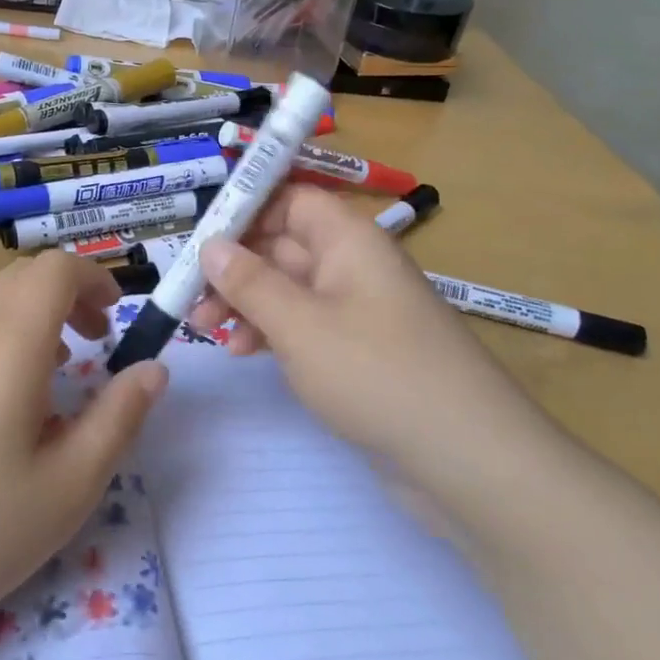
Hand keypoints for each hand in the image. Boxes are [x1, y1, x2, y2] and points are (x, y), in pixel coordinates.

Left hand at [0, 253, 166, 655]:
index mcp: (7, 344)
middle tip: (92, 343)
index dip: (93, 278)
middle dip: (67, 294)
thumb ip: (120, 416)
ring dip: (30, 312)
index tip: (114, 316)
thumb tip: (154, 368)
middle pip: (22, 276)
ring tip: (49, 369)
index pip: (55, 269)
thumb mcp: (70, 485)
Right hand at [188, 185, 560, 505]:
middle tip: (190, 298)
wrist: (469, 460)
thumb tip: (212, 246)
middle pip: (282, 244)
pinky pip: (303, 325)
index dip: (245, 210)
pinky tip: (242, 353)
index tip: (200, 239)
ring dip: (245, 302)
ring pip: (287, 288)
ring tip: (206, 331)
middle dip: (233, 267)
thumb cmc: (377, 373)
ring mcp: (357, 310)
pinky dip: (270, 332)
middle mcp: (352, 264)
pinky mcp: (358, 351)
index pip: (290, 198)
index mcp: (348, 239)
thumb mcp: (300, 324)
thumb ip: (249, 282)